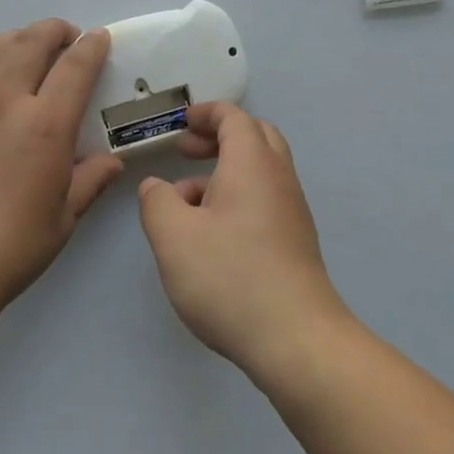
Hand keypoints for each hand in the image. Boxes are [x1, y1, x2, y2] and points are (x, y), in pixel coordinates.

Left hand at [0, 19, 123, 312]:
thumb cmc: (14, 244)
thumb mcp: (65, 216)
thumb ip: (91, 179)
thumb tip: (112, 161)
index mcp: (46, 125)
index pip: (74, 67)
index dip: (90, 46)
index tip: (99, 37)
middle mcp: (6, 101)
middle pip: (31, 42)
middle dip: (54, 30)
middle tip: (66, 37)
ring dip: (20, 38)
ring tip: (30, 47)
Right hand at [137, 103, 351, 376]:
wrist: (296, 340)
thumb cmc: (230, 277)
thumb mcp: (173, 236)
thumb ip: (157, 202)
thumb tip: (156, 187)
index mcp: (252, 163)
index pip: (234, 117)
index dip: (206, 113)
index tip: (181, 124)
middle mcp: (278, 178)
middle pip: (255, 137)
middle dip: (218, 137)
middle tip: (186, 152)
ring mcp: (292, 211)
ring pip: (259, 171)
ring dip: (224, 172)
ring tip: (185, 203)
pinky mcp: (295, 242)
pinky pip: (265, 200)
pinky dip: (237, 198)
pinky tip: (211, 236)